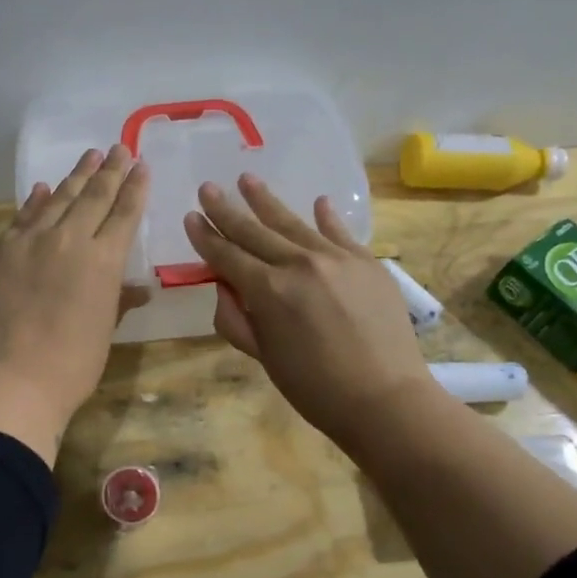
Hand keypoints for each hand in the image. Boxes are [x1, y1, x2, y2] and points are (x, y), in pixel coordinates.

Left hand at [0, 144, 149, 463]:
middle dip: (109, 171)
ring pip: (57, 199)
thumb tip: (139, 288)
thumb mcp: (105, 330)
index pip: (124, 213)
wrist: (14, 380)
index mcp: (103, 260)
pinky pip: (22, 218)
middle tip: (119, 149)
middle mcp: (68, 240)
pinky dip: (35, 202)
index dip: (135, 187)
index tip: (141, 165)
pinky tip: (42, 189)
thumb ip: (119, 299)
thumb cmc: (73, 364)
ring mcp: (29, 242)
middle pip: (93, 196)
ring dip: (75, 177)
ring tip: (89, 157)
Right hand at [184, 174, 432, 450]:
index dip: (206, 237)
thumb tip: (224, 286)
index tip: (191, 216)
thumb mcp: (264, 358)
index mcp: (268, 291)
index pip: (227, 255)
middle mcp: (299, 264)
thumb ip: (236, 320)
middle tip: (208, 188)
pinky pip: (340, 233)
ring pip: (293, 223)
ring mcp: (337, 258)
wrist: (386, 399)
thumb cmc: (315, 388)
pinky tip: (317, 202)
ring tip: (248, 178)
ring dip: (266, 200)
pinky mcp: (367, 262)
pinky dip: (327, 217)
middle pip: (254, 231)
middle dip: (227, 210)